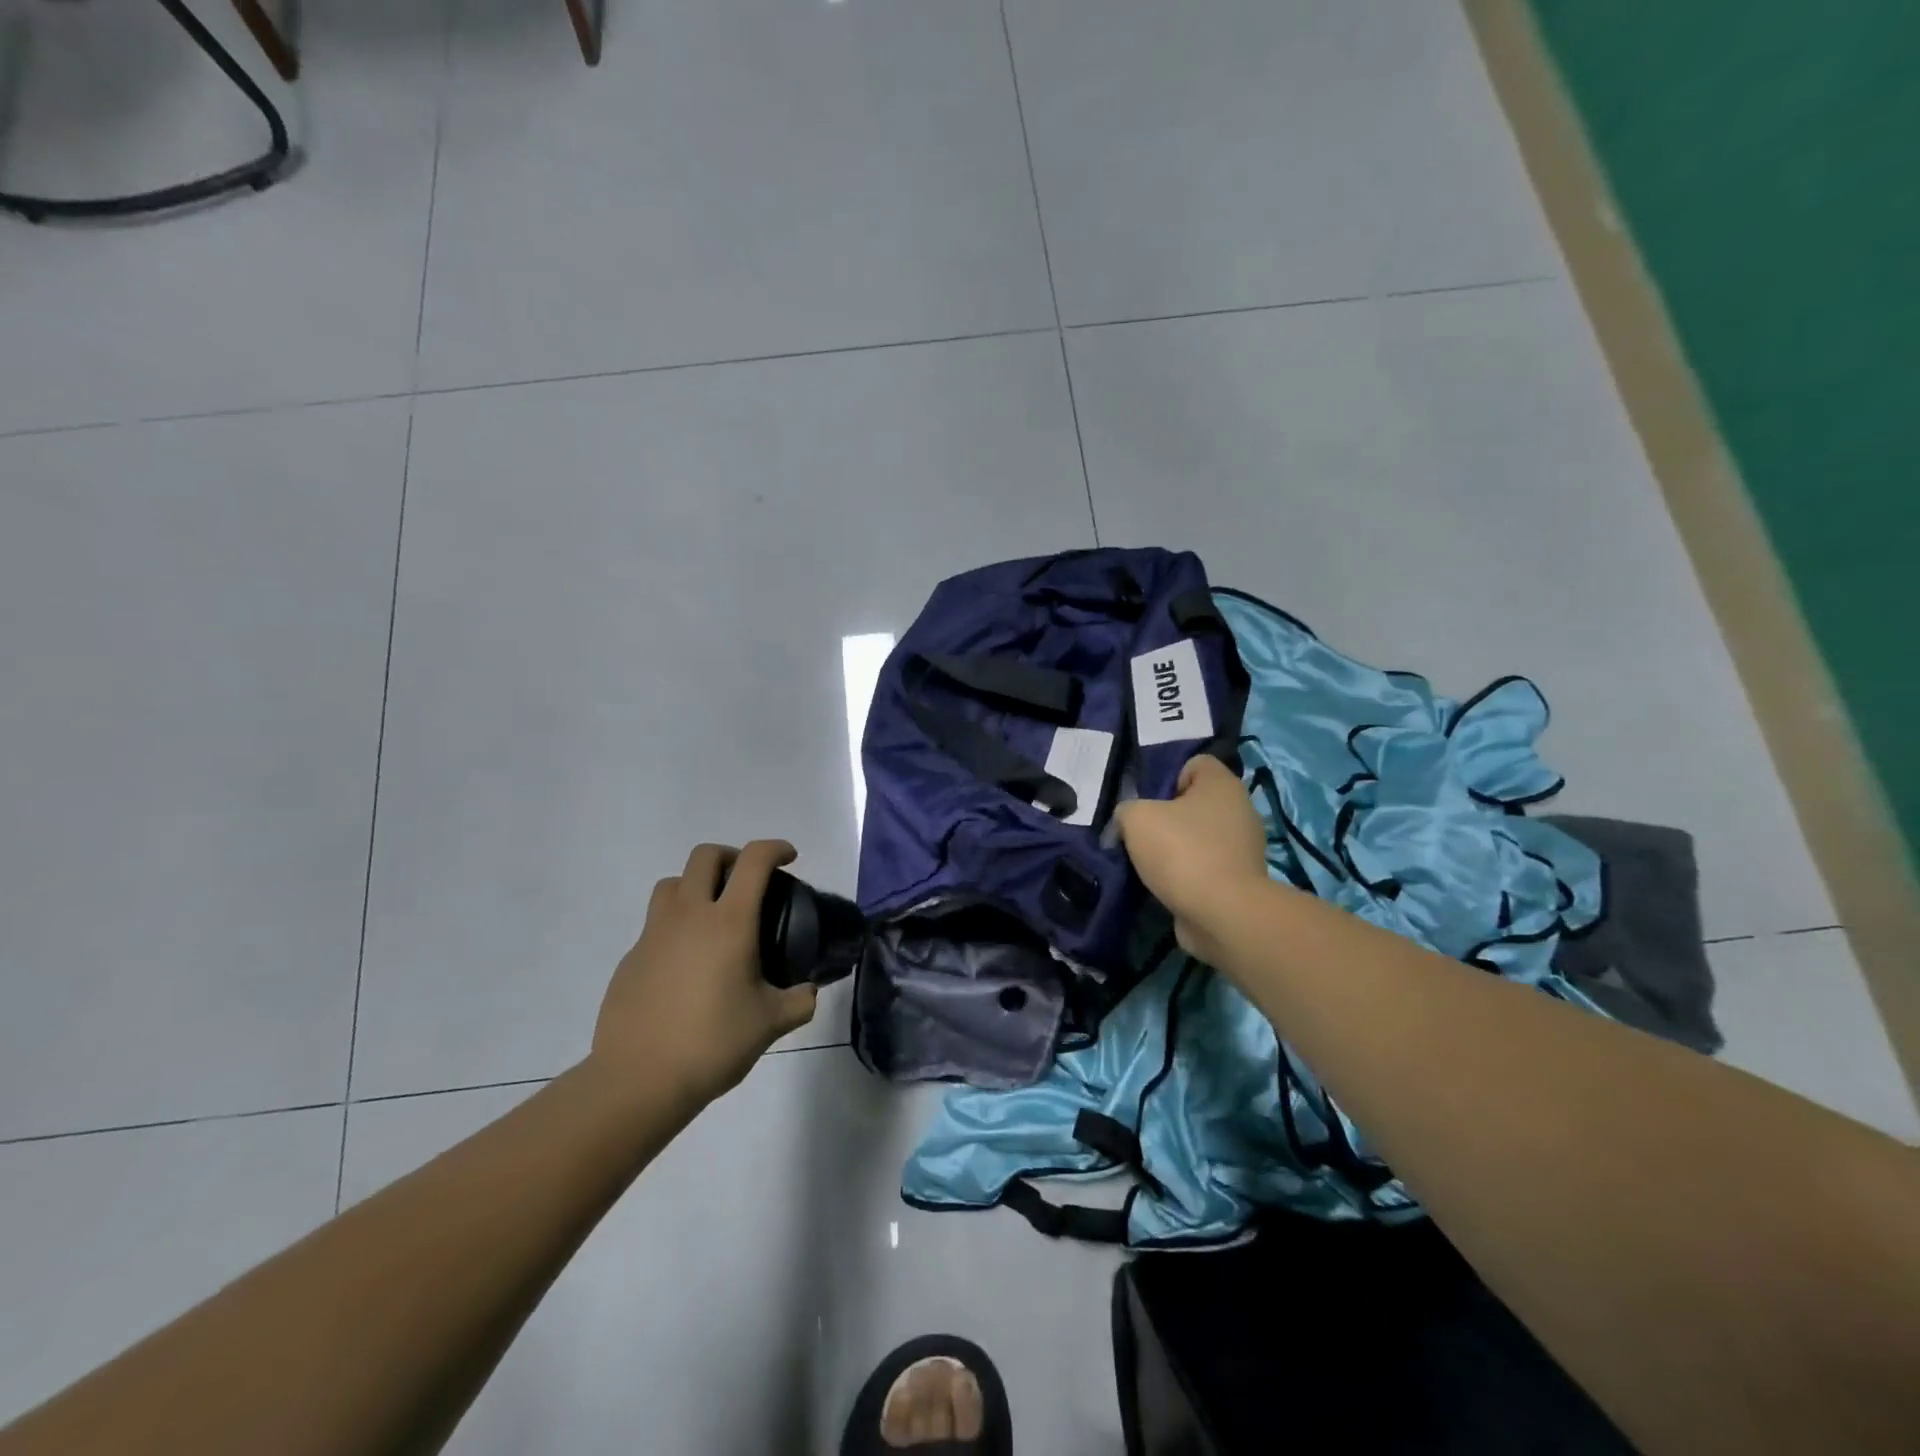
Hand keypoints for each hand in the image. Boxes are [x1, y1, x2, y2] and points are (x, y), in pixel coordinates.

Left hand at [589, 840, 817, 1109]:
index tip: (789, 858)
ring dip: (696, 884)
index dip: (775, 848)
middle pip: (705, 856)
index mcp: (729, 923)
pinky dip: (675, 926)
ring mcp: (653, 935)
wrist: (638, 1081)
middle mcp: (689, 916)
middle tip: (747, 882)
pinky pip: (655, 924)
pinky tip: (687, 964)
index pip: (753, 861)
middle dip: (731, 857)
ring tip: (713, 915)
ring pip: (672, 884)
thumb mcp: (770, 1023)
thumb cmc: (712, 1043)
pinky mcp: (630, 959)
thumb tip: (809, 992)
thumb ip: (799, 1001)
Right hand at [1116, 756, 1269, 956]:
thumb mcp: (1136, 818)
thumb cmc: (1182, 851)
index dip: (1167, 776)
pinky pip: (1205, 866)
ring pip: (1199, 837)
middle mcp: (1240, 810)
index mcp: (1222, 784)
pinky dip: (1186, 874)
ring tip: (1146, 862)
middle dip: (1167, 816)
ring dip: (1175, 848)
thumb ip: (1127, 810)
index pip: (1195, 763)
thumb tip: (1128, 820)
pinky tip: (1164, 884)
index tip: (1147, 799)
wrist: (1222, 914)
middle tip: (1140, 831)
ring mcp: (1243, 848)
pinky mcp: (1239, 880)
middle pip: (1195, 803)